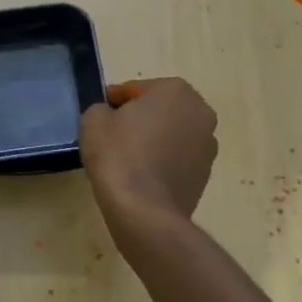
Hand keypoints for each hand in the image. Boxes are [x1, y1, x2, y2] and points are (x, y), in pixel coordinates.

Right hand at [79, 77, 216, 227]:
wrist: (145, 211)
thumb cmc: (119, 156)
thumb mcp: (94, 120)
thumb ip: (102, 109)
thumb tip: (110, 116)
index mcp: (175, 90)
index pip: (136, 90)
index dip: (114, 102)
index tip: (101, 116)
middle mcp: (200, 112)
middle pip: (160, 110)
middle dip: (139, 119)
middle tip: (113, 136)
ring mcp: (208, 145)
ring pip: (172, 135)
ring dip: (154, 141)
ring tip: (128, 160)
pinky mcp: (206, 174)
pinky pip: (178, 160)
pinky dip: (163, 163)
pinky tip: (142, 178)